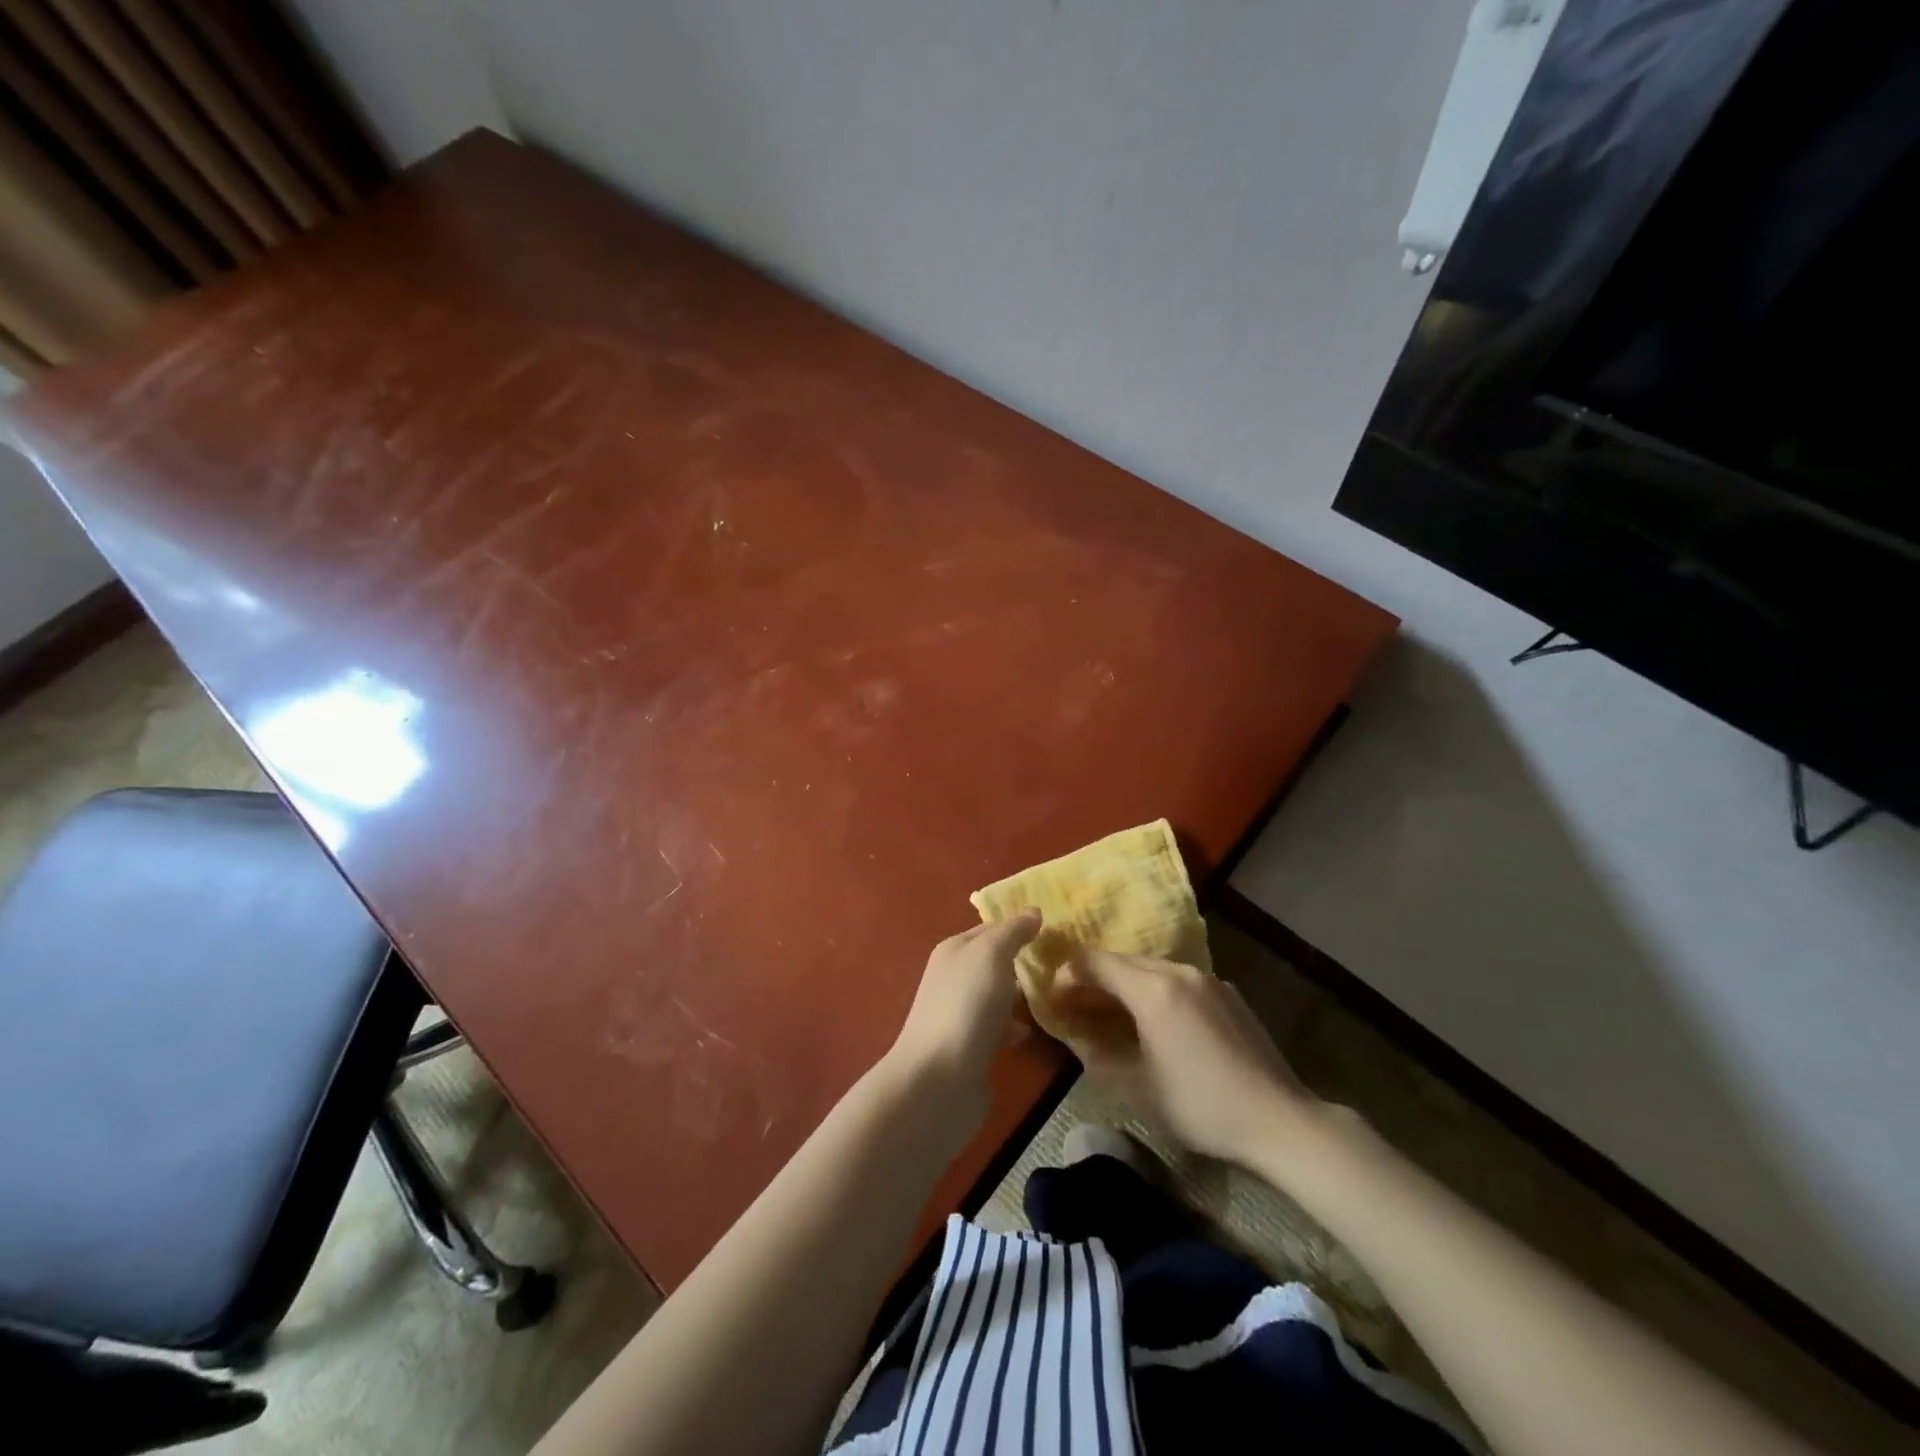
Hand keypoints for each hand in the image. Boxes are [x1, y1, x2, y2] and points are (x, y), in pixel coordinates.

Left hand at [882, 910, 1042, 1136]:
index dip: (1019, 925)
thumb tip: (1033, 911)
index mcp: (954, 950)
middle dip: (1023, 961)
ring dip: (1020, 996)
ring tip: (1055, 995)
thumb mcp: (991, 955)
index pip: (991, 927)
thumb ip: (1012, 931)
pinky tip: (1035, 1032)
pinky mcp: (970, 1049)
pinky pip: (998, 1029)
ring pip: (996, 996)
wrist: (940, 1080)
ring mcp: (960, 1014)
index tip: (1056, 928)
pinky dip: (1015, 1028)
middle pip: (993, 962)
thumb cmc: (966, 1006)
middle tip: (1063, 962)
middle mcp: (953, 977)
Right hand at [1052, 949, 1316, 1166]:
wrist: (1279, 1120)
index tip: (1055, 1002)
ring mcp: (1208, 979)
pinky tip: (1158, 1026)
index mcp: (1152, 989)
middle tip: (1077, 1010)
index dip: (1067, 976)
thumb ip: (1097, 1056)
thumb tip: (1078, 1038)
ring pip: (1151, 970)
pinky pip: (1179, 982)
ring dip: (1125, 986)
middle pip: (1122, 961)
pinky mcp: (1228, 994)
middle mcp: (1179, 971)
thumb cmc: (1200, 1105)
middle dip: (1094, 981)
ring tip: (1113, 1018)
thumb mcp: (1136, 1089)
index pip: (1094, 962)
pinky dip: (1156, 993)